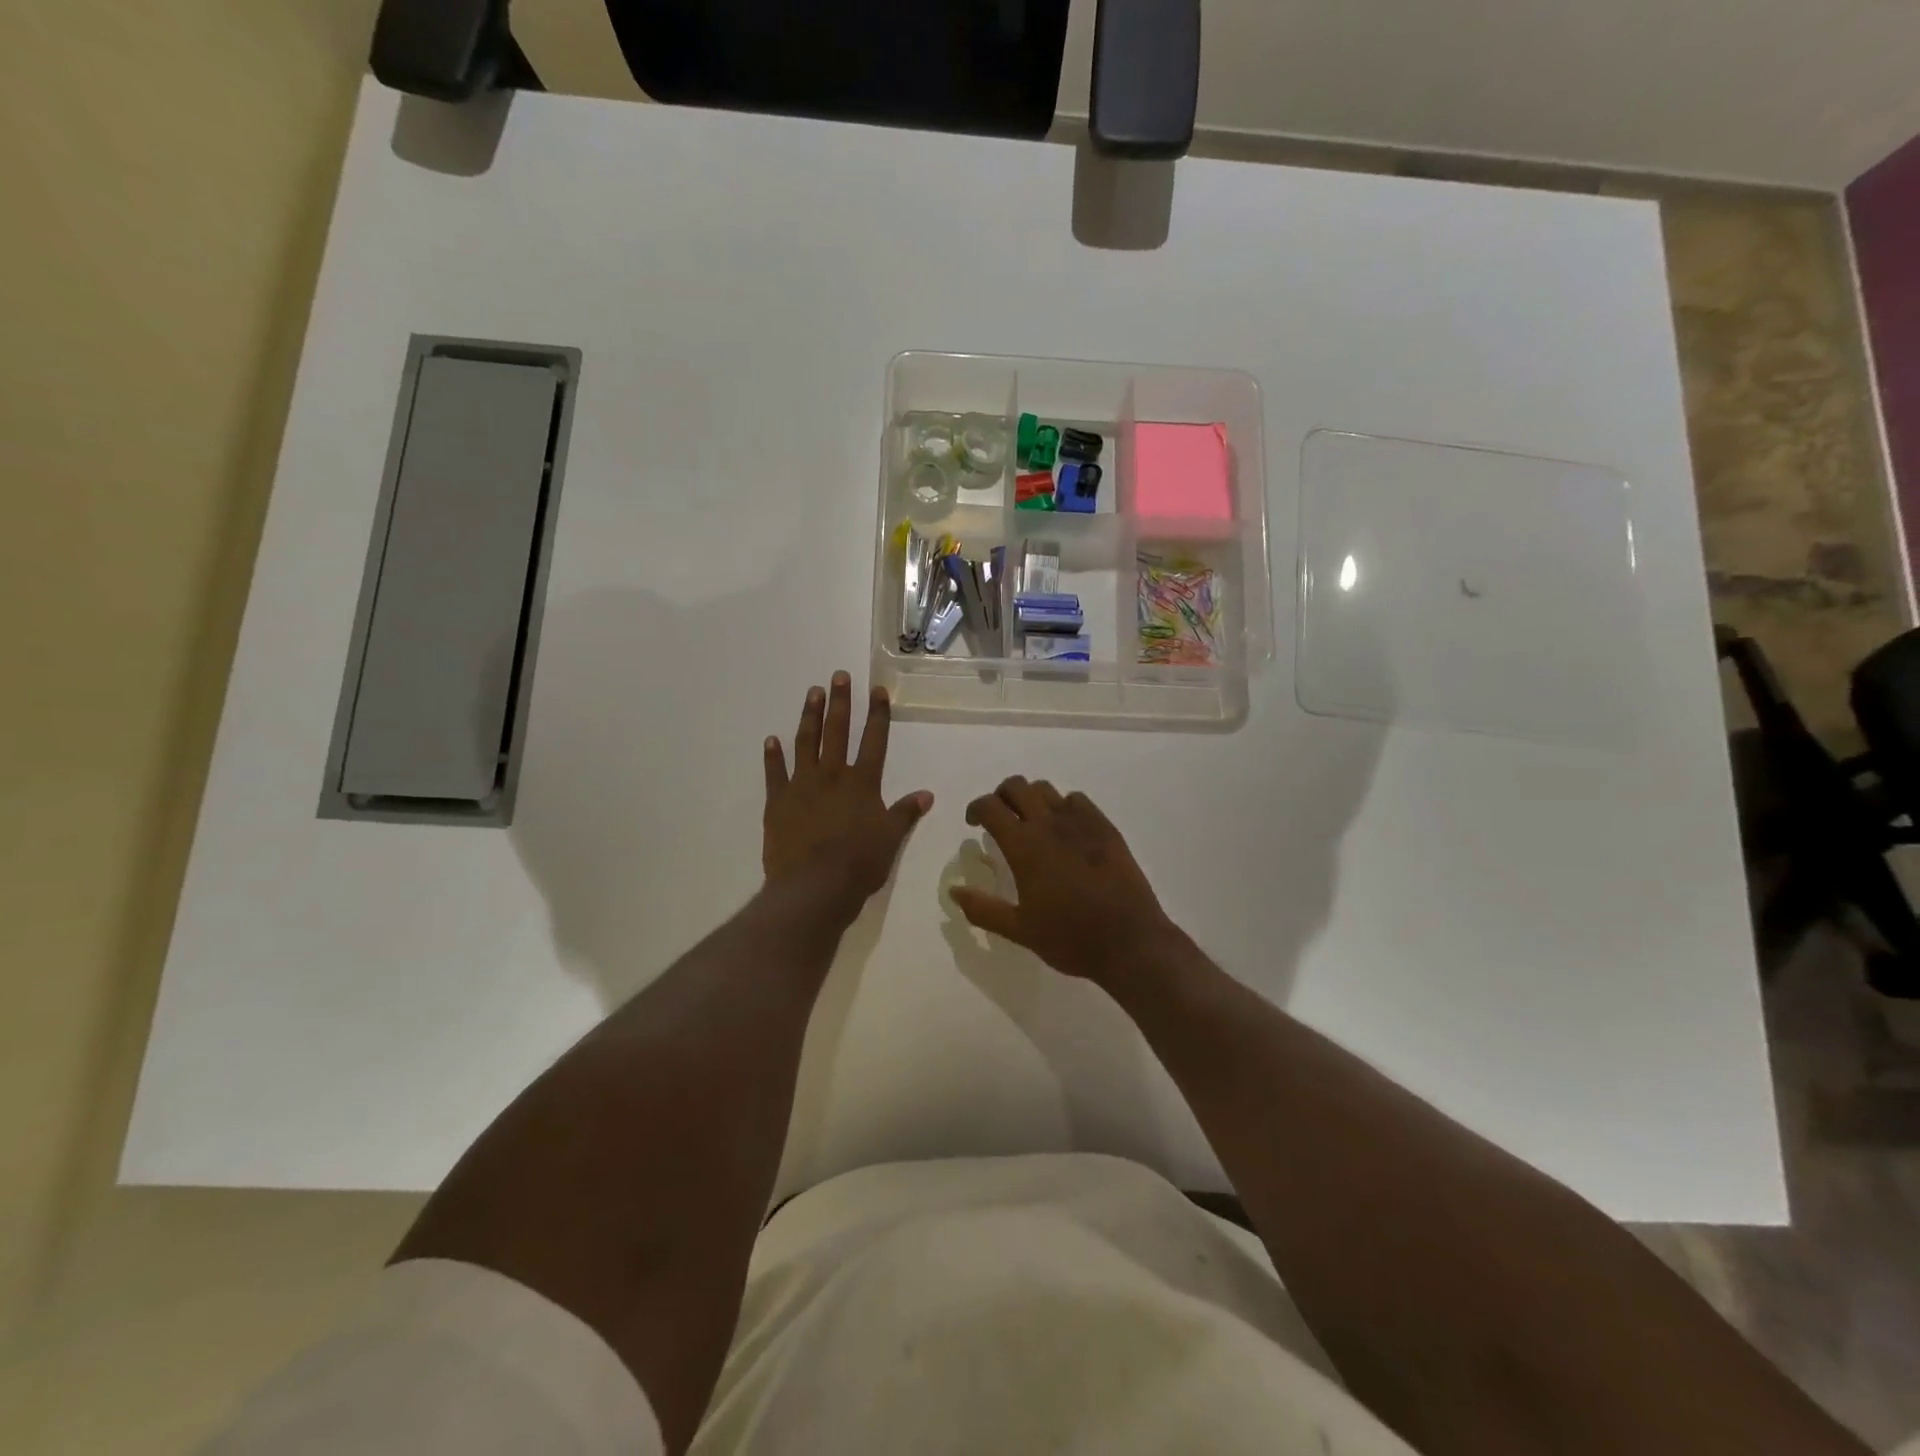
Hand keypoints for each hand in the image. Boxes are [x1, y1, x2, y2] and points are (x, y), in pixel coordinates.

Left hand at [763, 672, 932, 921]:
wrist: (813, 886)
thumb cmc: (859, 864)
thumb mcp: (890, 839)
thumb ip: (905, 813)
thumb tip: (927, 794)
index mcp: (862, 783)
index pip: (874, 741)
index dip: (878, 715)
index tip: (877, 690)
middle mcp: (832, 776)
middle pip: (837, 732)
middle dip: (840, 702)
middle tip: (839, 675)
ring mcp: (802, 786)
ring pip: (806, 743)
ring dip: (810, 716)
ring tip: (812, 692)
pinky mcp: (778, 802)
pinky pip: (774, 773)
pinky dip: (772, 756)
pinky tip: (771, 739)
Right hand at [950, 777, 1183, 984]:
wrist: (1130, 941)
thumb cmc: (1070, 938)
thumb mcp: (1020, 930)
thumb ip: (984, 909)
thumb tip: (954, 891)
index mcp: (1024, 846)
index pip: (990, 806)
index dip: (976, 808)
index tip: (974, 823)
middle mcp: (1050, 824)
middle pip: (1017, 786)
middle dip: (1001, 796)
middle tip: (1000, 818)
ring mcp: (1081, 822)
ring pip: (1047, 789)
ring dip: (1031, 798)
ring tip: (1031, 822)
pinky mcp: (1105, 828)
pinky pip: (1078, 800)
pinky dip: (1063, 806)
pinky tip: (1066, 829)